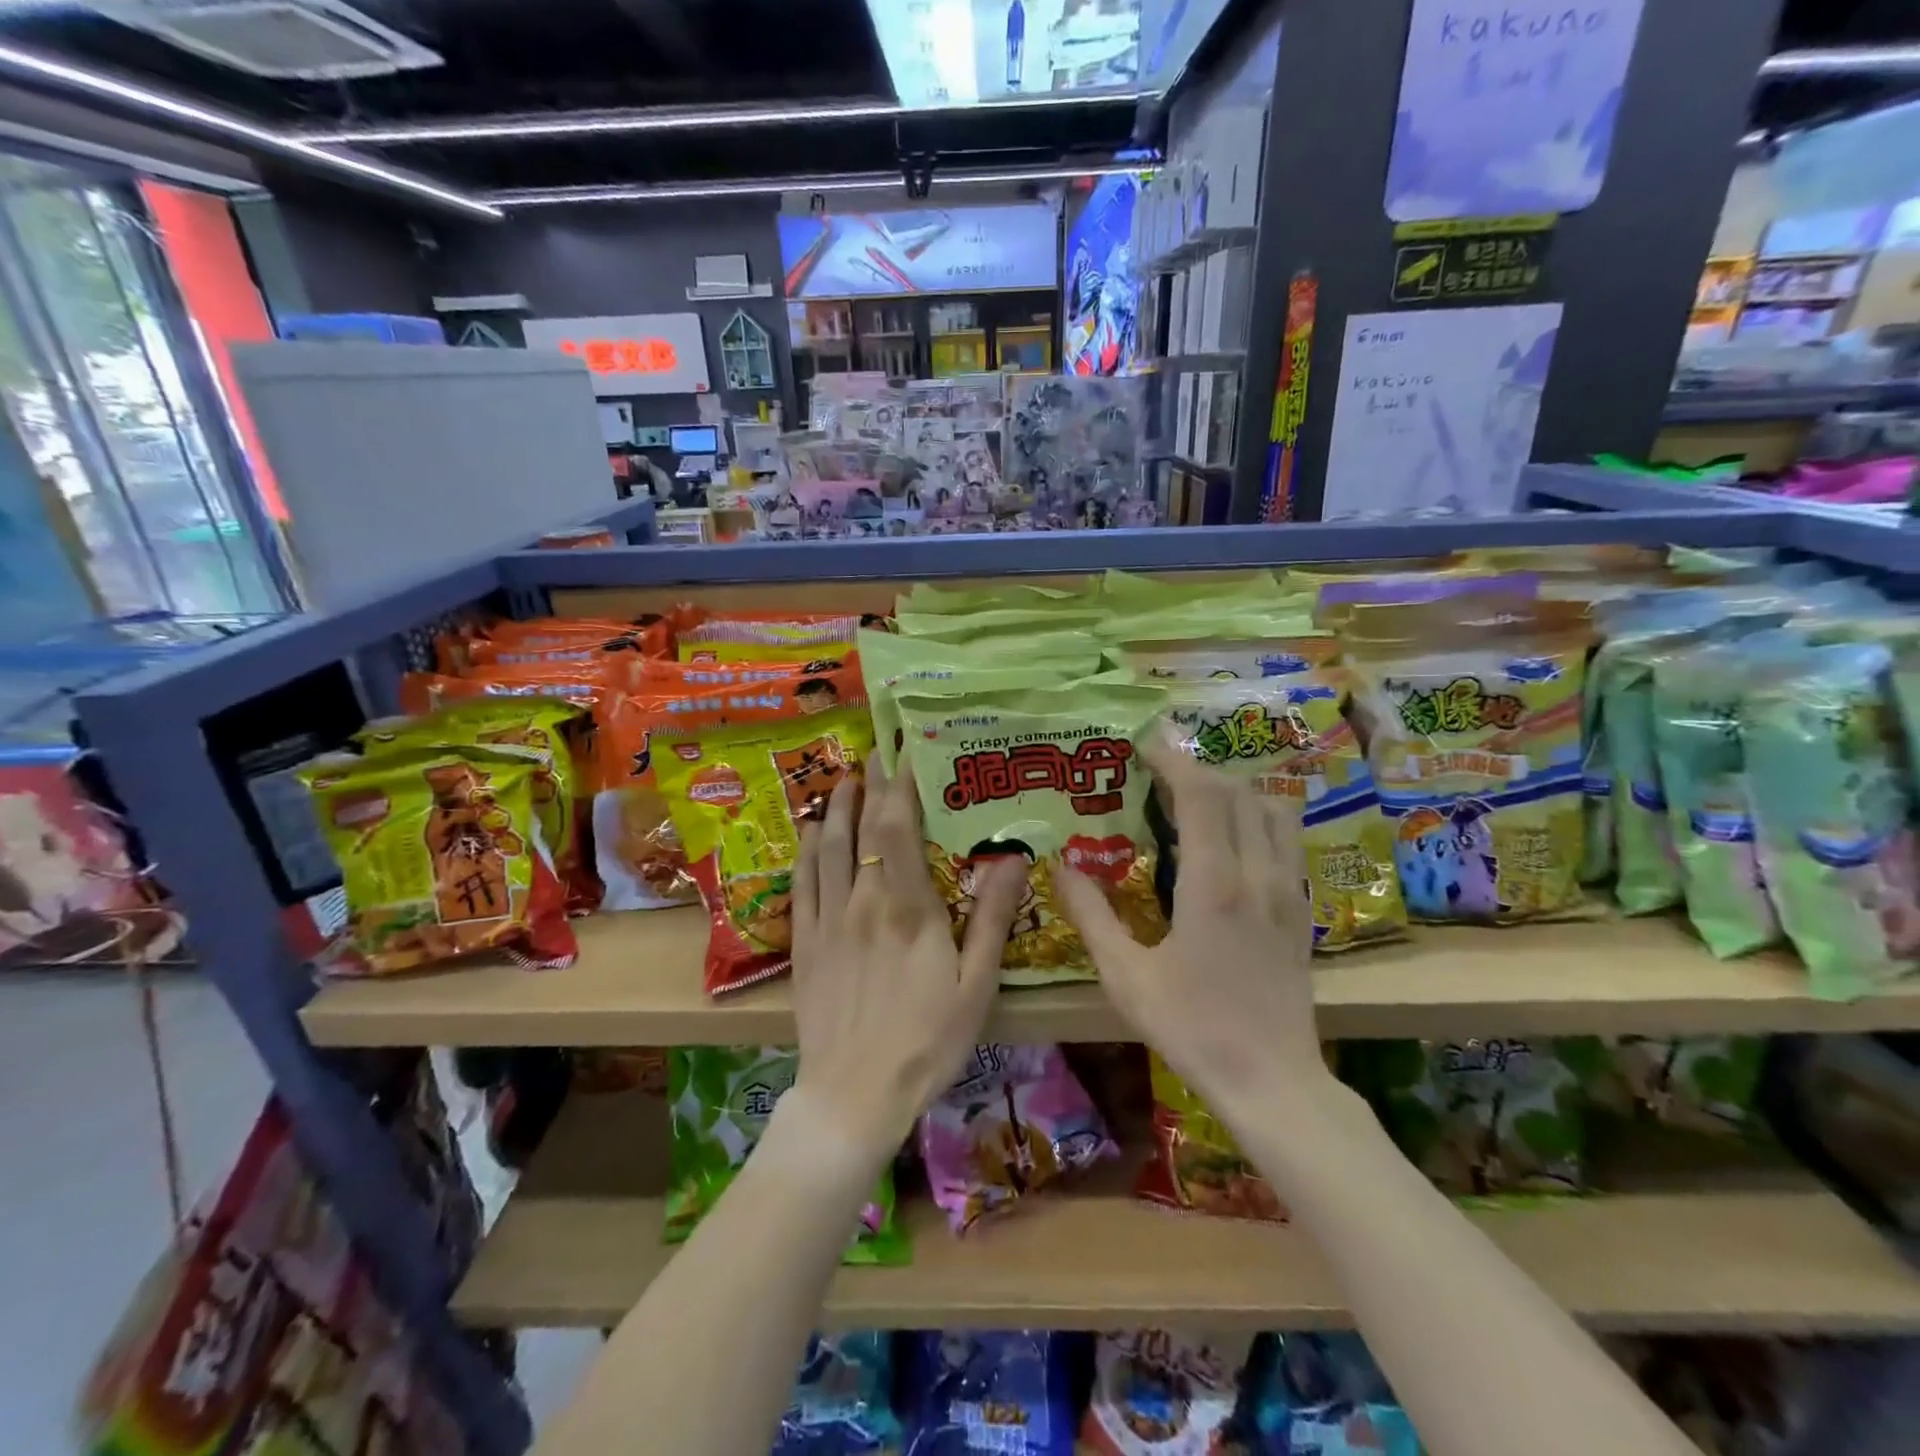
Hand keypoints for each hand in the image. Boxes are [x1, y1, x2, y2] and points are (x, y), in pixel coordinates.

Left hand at [788, 751, 1025, 1162]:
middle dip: (870, 785)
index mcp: (907, 908)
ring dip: (835, 808)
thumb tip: (1013, 856)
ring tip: (846, 780)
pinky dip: (806, 849)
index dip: (901, 785)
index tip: (908, 753)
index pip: (897, 828)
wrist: (852, 1095)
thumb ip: (990, 918)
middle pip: (861, 828)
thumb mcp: (975, 985)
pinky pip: (801, 882)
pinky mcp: (804, 942)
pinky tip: (810, 832)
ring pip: (826, 847)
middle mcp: (862, 901)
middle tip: (877, 751)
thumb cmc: (927, 1042)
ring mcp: (827, 920)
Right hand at [1053, 733, 1331, 1113]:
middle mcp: (1258, 874)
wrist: (1272, 1082)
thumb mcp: (1126, 976)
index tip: (1145, 744)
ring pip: (1272, 810)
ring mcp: (1288, 890)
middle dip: (1197, 769)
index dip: (1173, 760)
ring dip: (1234, 789)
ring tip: (1197, 797)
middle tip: (1159, 771)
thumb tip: (1060, 868)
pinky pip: (1286, 840)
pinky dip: (1259, 816)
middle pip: (1237, 792)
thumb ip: (1091, 916)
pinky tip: (1234, 836)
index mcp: (1213, 884)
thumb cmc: (1192, 1028)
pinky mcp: (1302, 910)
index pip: (1201, 795)